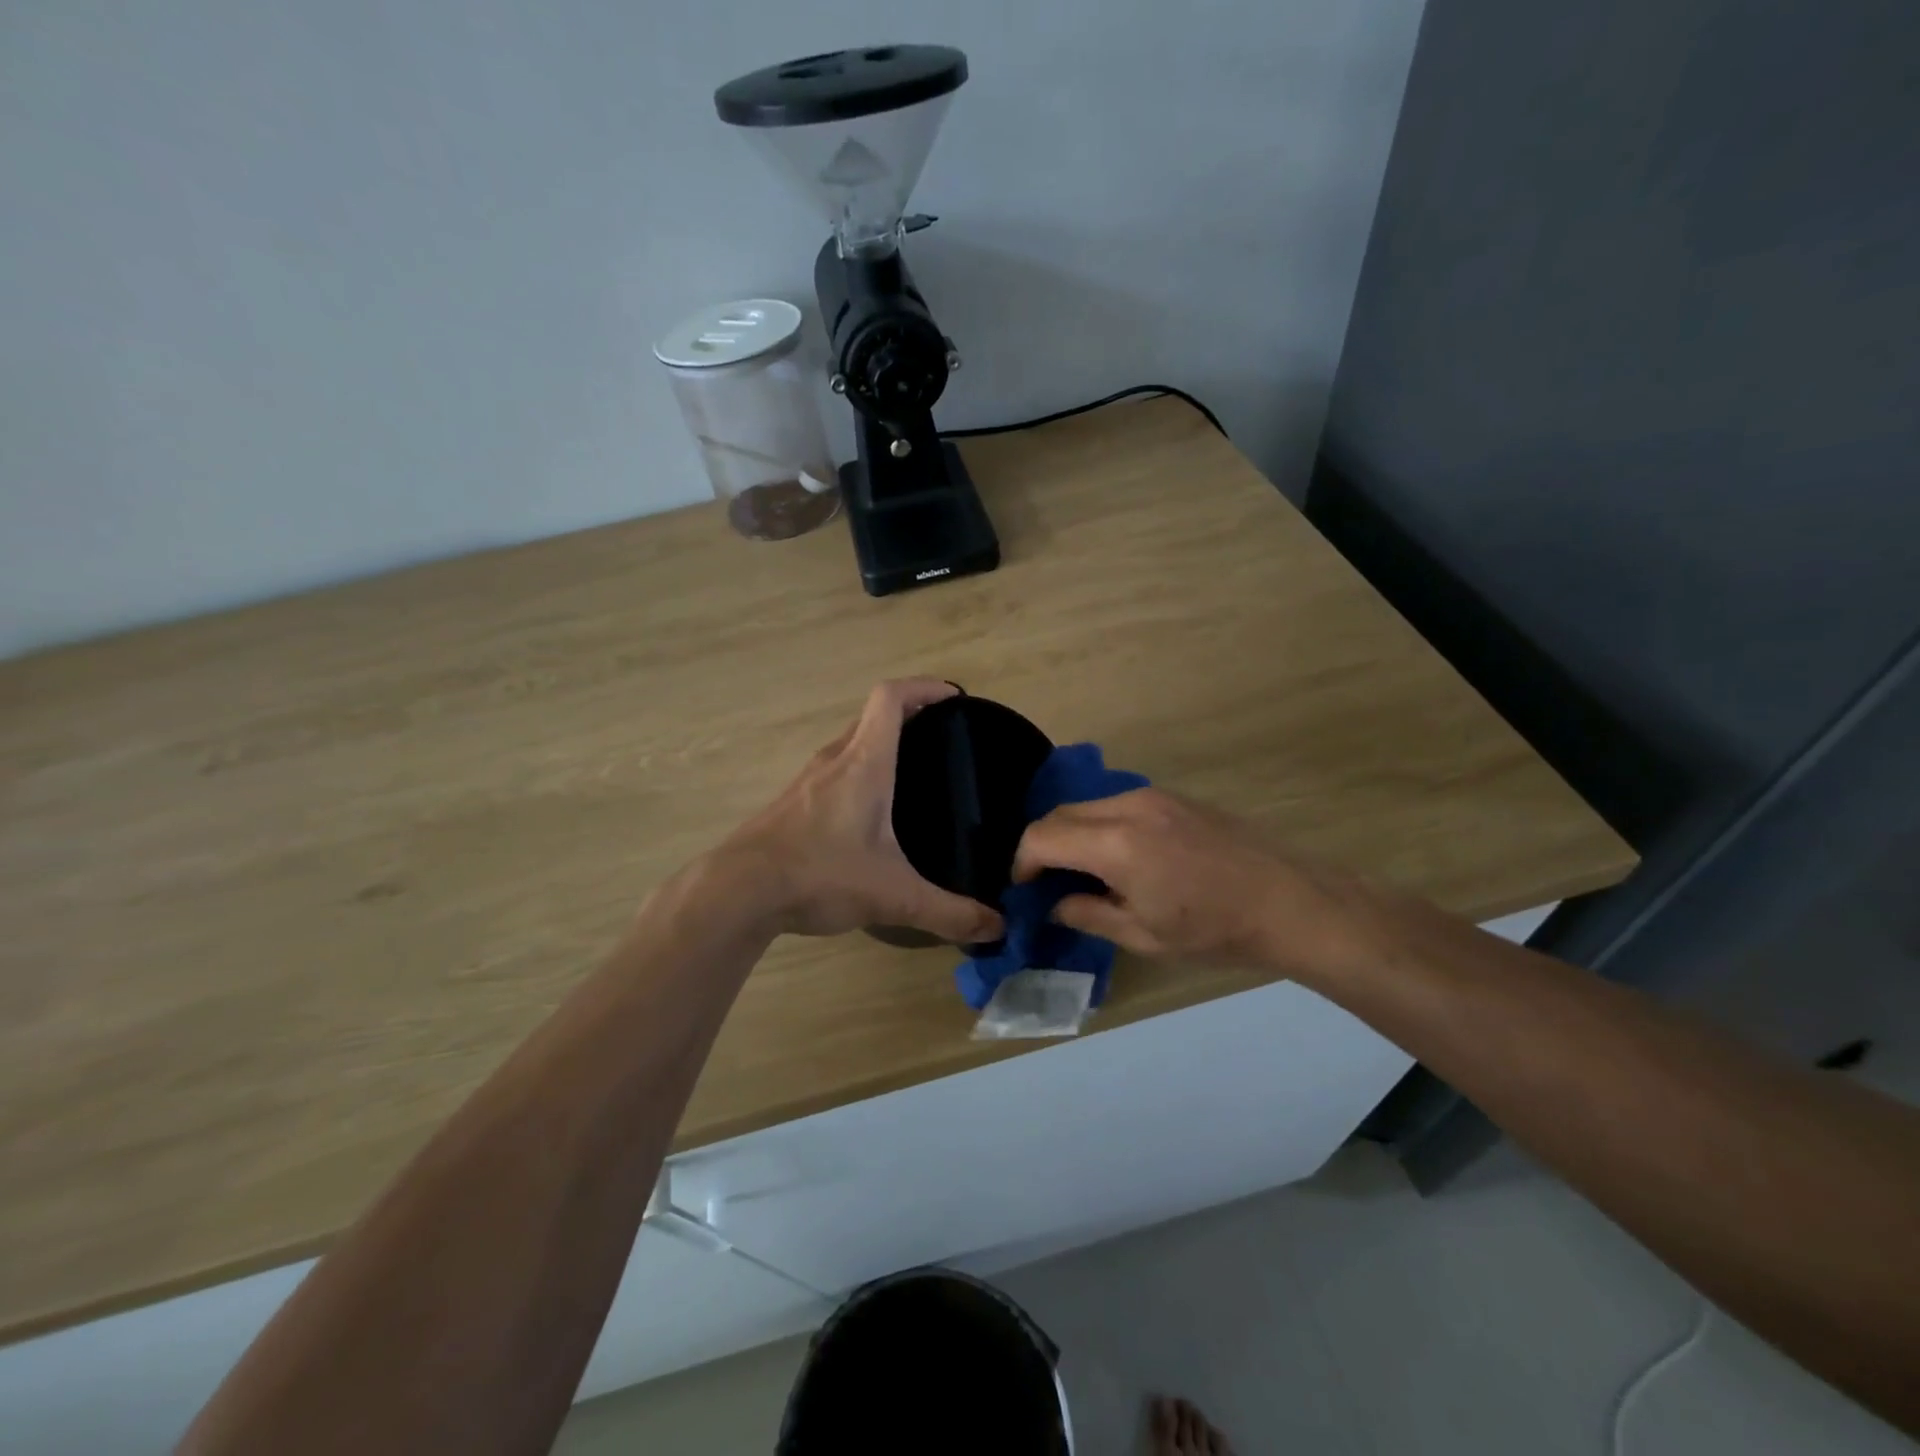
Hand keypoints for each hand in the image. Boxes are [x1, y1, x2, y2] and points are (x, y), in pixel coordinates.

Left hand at [720, 679, 1005, 943]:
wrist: (738, 891)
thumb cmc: (819, 875)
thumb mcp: (893, 896)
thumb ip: (948, 912)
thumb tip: (996, 928)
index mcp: (864, 763)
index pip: (891, 698)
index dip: (923, 688)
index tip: (953, 697)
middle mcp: (834, 759)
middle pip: (872, 715)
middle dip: (910, 714)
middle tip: (942, 736)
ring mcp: (807, 779)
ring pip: (850, 742)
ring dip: (880, 742)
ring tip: (911, 771)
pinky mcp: (791, 802)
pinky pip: (832, 769)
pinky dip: (858, 769)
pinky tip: (867, 811)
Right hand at [1011, 787, 1374, 973]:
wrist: (1289, 901)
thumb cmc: (1214, 930)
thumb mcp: (1144, 936)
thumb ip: (1088, 914)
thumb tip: (1055, 904)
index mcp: (1116, 844)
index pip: (1042, 836)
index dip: (1023, 861)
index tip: (1026, 887)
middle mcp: (1128, 807)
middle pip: (1060, 813)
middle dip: (1044, 845)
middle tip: (1048, 882)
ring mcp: (1154, 796)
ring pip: (1088, 806)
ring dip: (1073, 834)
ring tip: (1085, 872)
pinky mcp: (1173, 796)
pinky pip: (1117, 804)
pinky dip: (1101, 826)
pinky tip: (1121, 857)